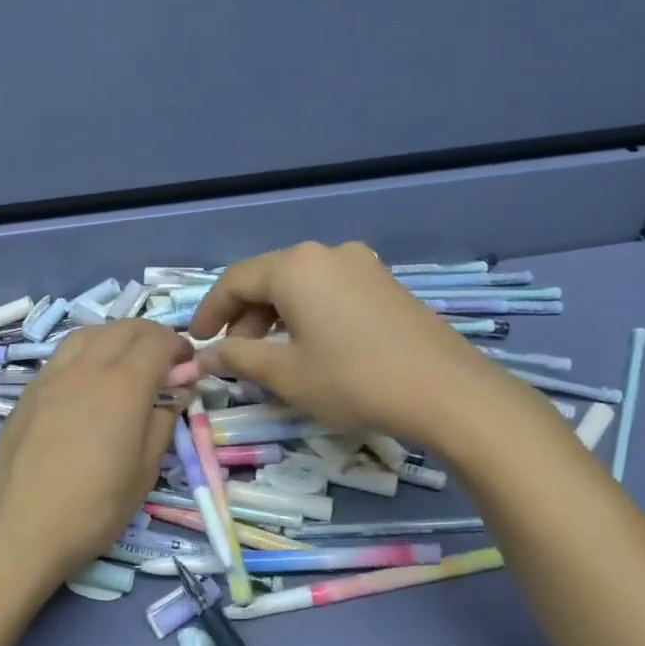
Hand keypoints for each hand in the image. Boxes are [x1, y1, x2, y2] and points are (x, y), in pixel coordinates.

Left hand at [0, 319, 186, 589]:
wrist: (19, 529)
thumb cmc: (93, 509)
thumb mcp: (144, 472)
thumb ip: (163, 421)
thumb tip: (177, 390)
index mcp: (123, 386)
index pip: (157, 341)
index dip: (178, 346)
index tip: (187, 366)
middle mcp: (87, 368)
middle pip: (124, 328)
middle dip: (150, 336)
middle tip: (163, 363)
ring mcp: (52, 376)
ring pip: (90, 333)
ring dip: (116, 337)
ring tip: (125, 363)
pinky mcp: (29, 390)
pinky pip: (63, 354)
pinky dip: (86, 351)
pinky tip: (88, 380)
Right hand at [179, 241, 497, 443]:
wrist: (447, 392)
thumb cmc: (353, 380)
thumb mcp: (286, 373)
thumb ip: (238, 358)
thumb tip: (206, 356)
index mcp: (295, 266)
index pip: (234, 280)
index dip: (210, 311)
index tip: (197, 342)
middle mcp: (326, 254)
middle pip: (268, 279)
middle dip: (244, 317)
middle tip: (236, 357)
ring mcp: (361, 265)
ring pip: (299, 285)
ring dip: (274, 317)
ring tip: (271, 357)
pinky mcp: (384, 283)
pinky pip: (328, 290)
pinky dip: (306, 314)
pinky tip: (310, 347)